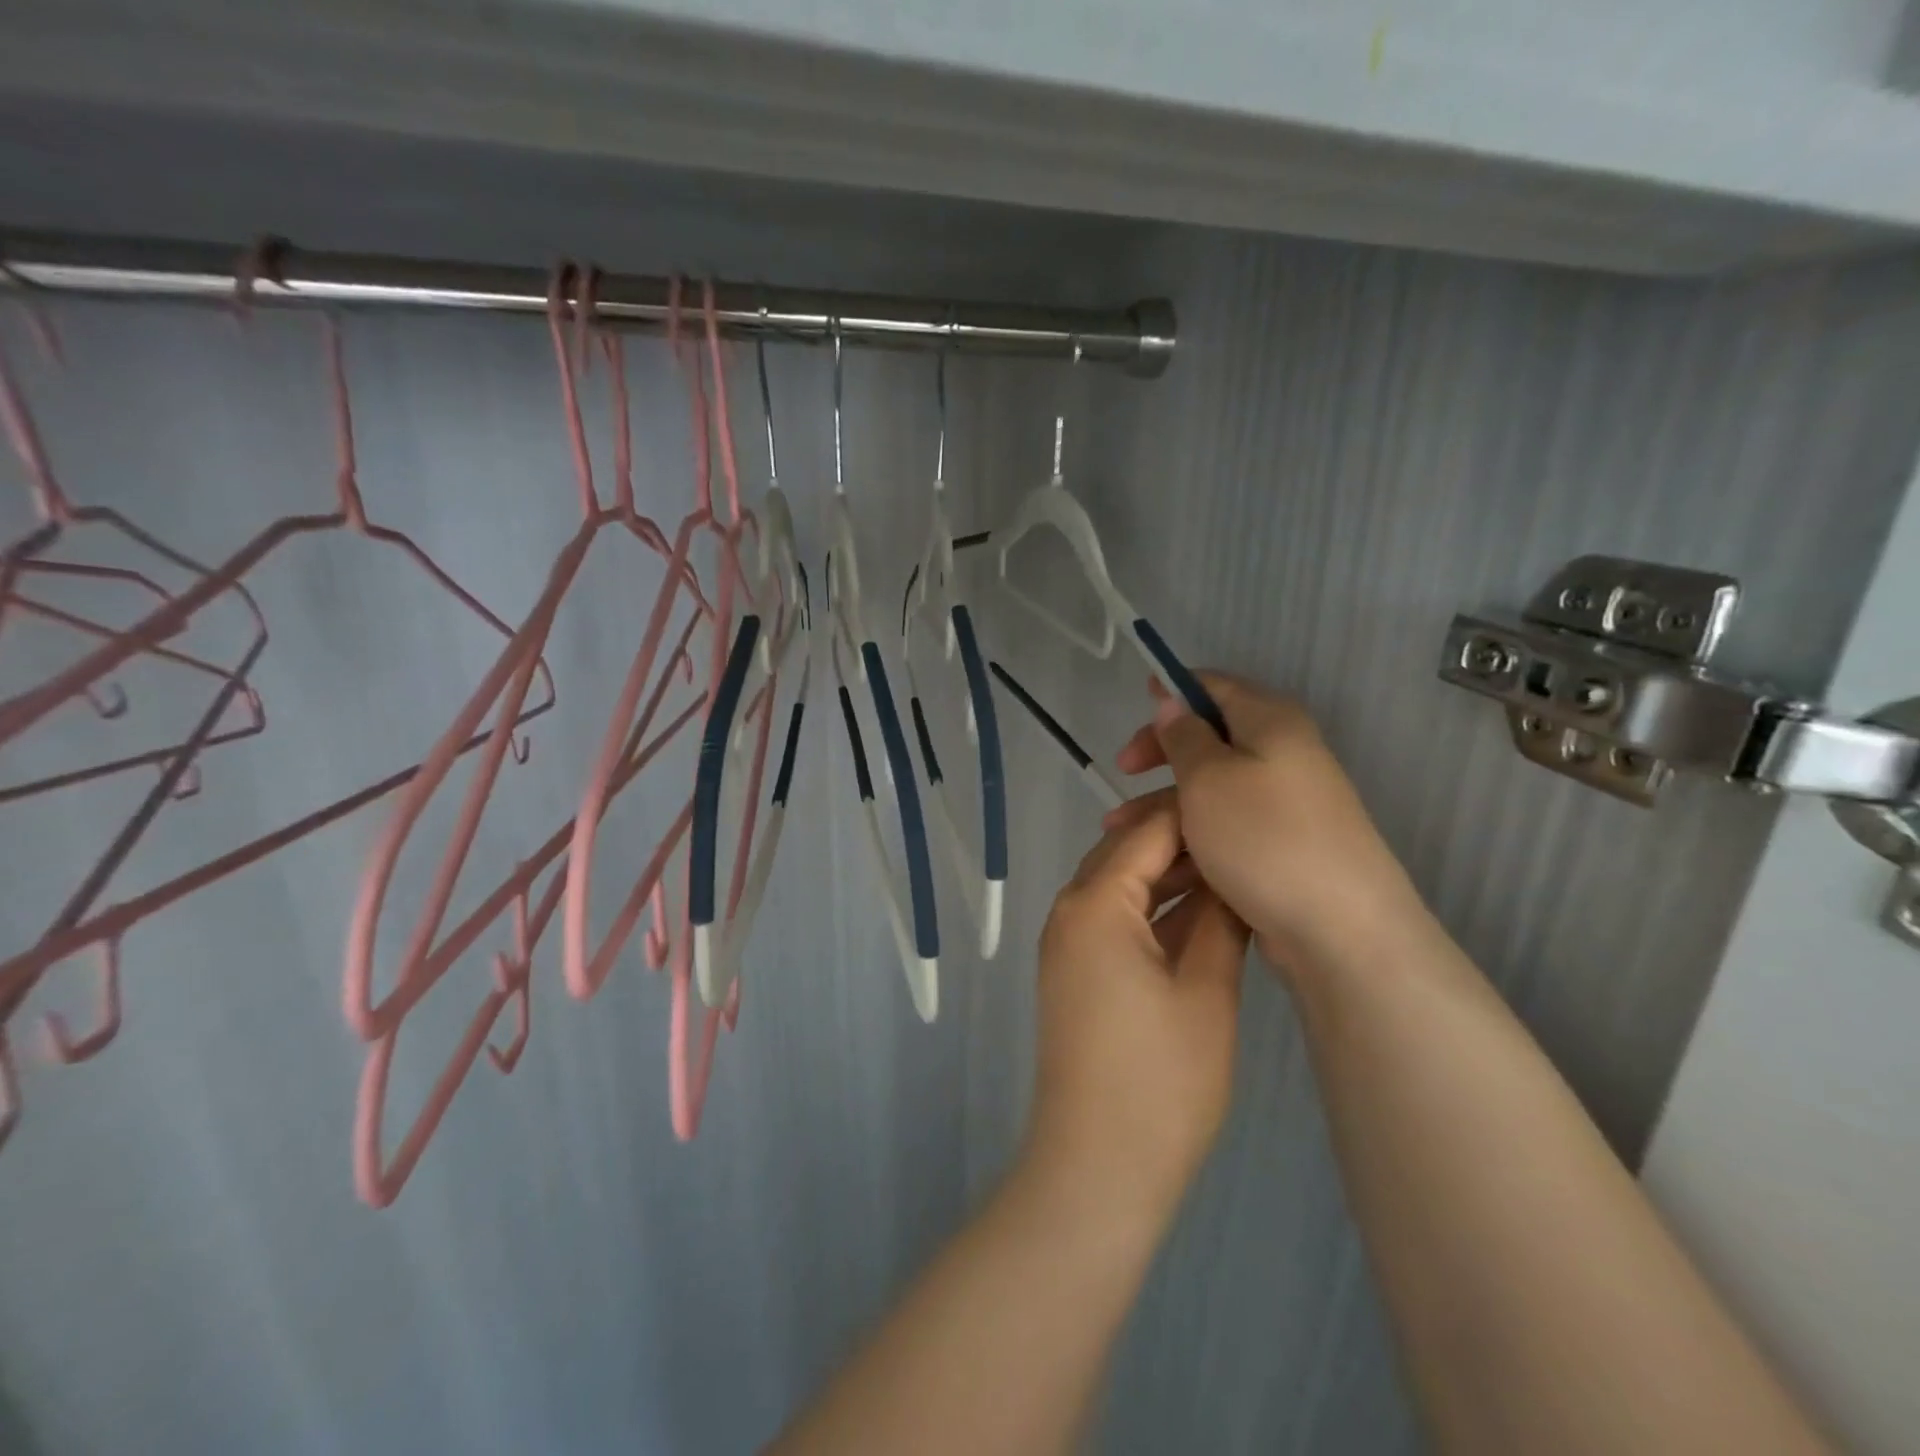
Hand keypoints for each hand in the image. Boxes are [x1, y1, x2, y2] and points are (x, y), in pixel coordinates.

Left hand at [1024, 796, 1249, 1230]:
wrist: (1097, 1166)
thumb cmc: (1160, 1081)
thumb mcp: (1206, 992)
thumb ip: (1219, 921)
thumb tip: (1234, 878)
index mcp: (1095, 903)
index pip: (1148, 833)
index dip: (1197, 817)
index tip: (1248, 807)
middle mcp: (1069, 910)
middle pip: (1127, 852)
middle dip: (1182, 841)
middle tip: (1245, 838)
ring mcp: (1067, 942)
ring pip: (1120, 885)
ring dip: (1167, 876)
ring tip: (1231, 871)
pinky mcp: (1074, 970)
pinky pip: (1113, 918)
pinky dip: (1151, 910)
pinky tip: (1197, 912)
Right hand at [1111, 675, 1419, 972]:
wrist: (1340, 928)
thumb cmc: (1263, 837)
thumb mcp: (1207, 778)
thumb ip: (1184, 736)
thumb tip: (1175, 704)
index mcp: (1270, 721)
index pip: (1215, 685)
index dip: (1174, 689)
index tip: (1138, 698)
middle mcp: (1283, 753)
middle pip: (1211, 737)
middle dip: (1161, 753)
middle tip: (1123, 771)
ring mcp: (1285, 801)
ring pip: (1212, 787)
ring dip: (1164, 800)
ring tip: (1118, 829)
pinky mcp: (1282, 844)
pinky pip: (1226, 824)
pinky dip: (1190, 831)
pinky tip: (1158, 856)